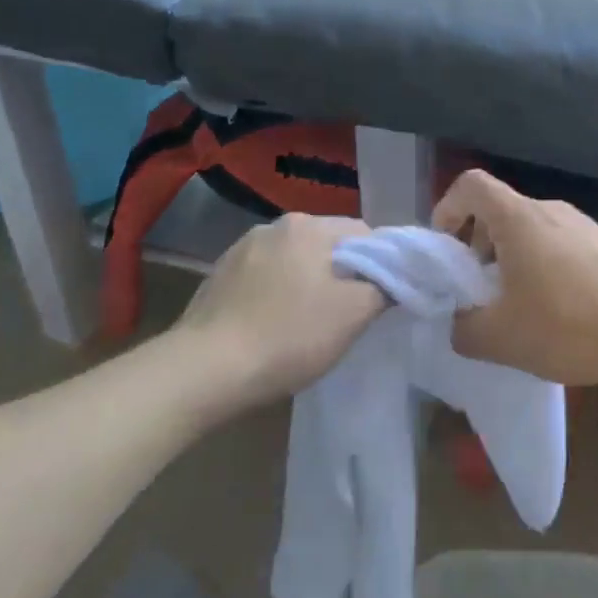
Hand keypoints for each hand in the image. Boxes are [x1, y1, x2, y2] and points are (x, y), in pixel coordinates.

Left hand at [171, 213, 387, 413]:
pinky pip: (264, 279)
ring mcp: (239, 250)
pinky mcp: (217, 277)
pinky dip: (276, 296)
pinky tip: (272, 328)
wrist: (204, 371)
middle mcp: (272, 226)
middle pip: (327, 246)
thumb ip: (384, 288)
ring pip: (293, 262)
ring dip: (307, 284)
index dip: (381, 264)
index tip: (382, 297)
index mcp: (307, 226)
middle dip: (342, 274)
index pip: (363, 233)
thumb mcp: (353, 315)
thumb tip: (393, 278)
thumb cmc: (288, 336)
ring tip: (307, 325)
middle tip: (347, 315)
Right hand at [431, 169, 597, 386]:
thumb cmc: (569, 325)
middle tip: (478, 289)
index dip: (447, 209)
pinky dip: (543, 267)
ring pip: (531, 230)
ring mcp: (583, 225)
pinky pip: (560, 245)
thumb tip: (458, 322)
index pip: (470, 184)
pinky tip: (557, 311)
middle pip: (500, 211)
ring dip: (512, 259)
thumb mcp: (500, 338)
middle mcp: (550, 210)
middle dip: (478, 245)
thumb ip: (463, 328)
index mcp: (518, 218)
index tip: (446, 250)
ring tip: (517, 306)